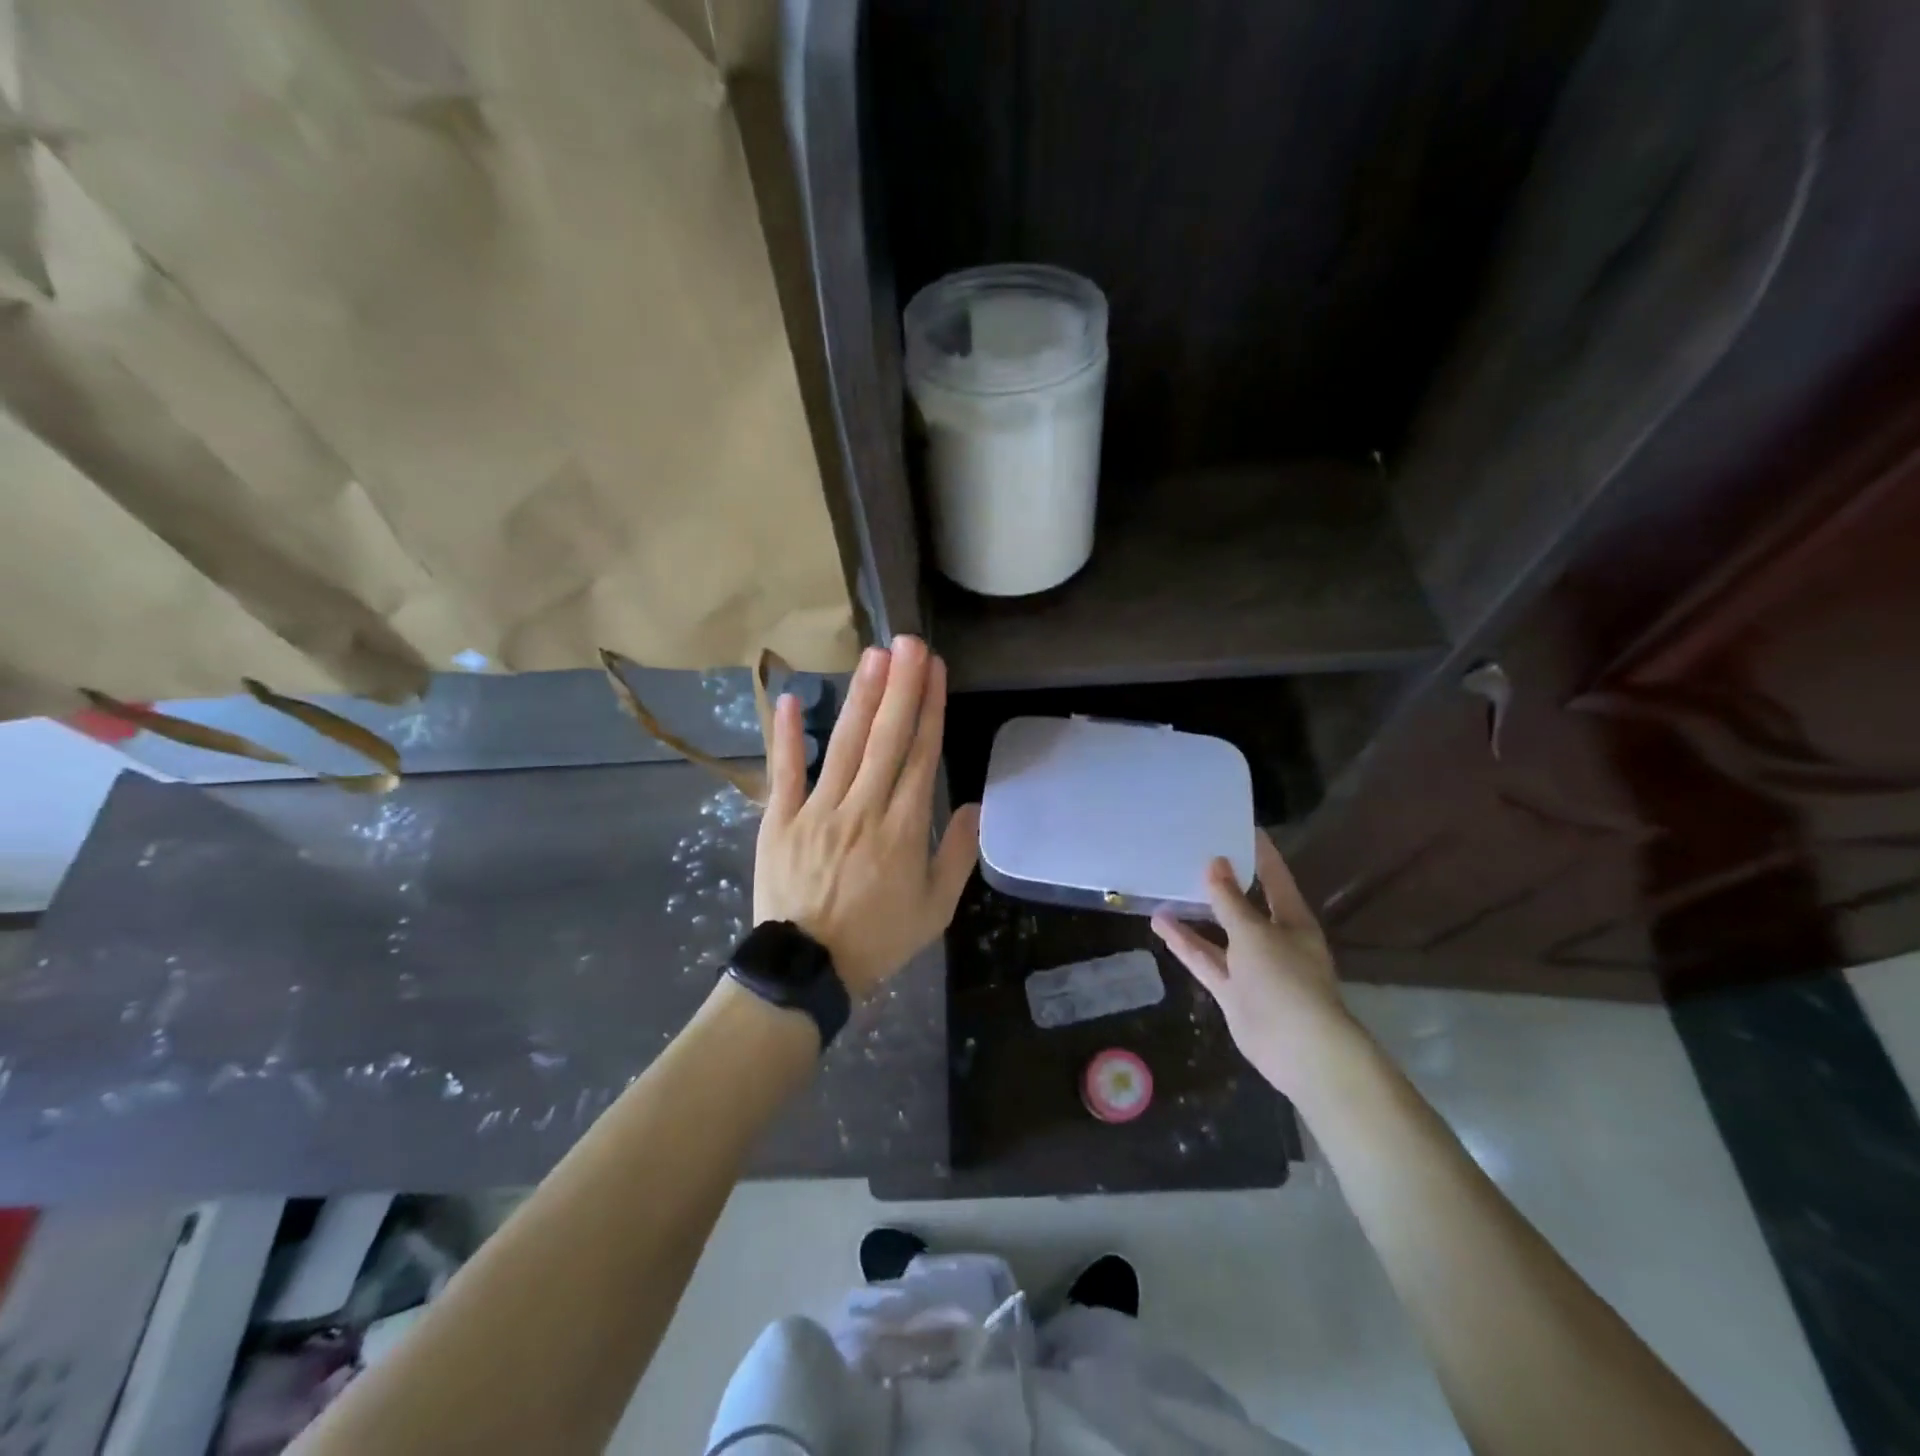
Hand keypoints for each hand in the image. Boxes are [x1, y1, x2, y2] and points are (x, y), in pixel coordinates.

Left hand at [753, 636, 980, 998]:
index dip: (930, 709)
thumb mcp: (935, 909)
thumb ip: (956, 855)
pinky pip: (784, 772)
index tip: (937, 670)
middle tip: (909, 642)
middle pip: (887, 738)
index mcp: (903, 829)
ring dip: (861, 698)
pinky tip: (791, 698)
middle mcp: (863, 808)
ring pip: (844, 745)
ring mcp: (818, 811)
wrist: (808, 970)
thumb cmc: (877, 939)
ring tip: (874, 656)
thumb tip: (974, 806)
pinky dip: (786, 736)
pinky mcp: (780, 820)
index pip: (921, 756)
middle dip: (901, 686)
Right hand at [1151, 830, 1357, 1098]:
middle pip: (1244, 905)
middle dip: (1223, 883)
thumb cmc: (1285, 978)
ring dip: (1196, 913)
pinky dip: (1186, 944)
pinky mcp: (1233, 990)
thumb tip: (1215, 864)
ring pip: (1220, 933)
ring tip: (1167, 887)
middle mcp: (1273, 939)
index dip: (1260, 853)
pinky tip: (1161, 924)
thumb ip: (1230, 900)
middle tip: (1195, 853)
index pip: (1274, 878)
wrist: (1297, 1048)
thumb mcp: (1254, 932)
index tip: (1242, 827)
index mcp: (1292, 920)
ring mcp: (1251, 966)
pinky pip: (1206, 960)